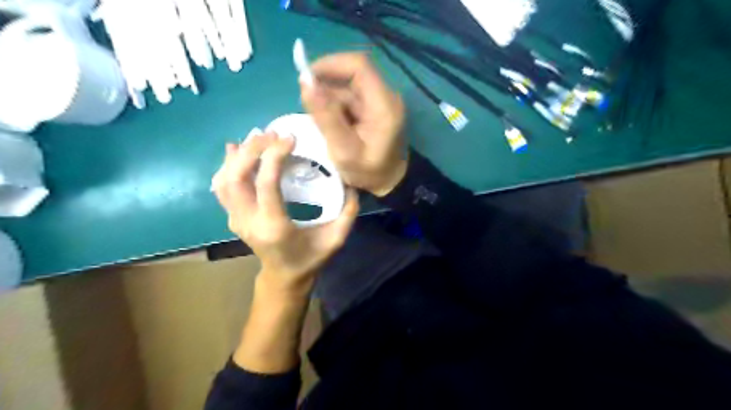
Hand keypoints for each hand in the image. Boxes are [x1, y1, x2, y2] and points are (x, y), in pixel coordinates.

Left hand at [211, 133, 358, 296]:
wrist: (284, 277)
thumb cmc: (310, 258)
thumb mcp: (336, 238)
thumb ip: (348, 212)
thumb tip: (352, 183)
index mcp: (274, 226)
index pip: (266, 184)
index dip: (274, 156)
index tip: (289, 139)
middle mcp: (249, 221)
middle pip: (236, 178)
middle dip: (252, 150)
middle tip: (271, 133)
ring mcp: (236, 220)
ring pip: (224, 180)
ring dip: (238, 155)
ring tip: (256, 137)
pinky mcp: (233, 217)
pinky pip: (222, 188)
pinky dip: (226, 165)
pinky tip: (234, 149)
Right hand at [300, 52, 408, 195]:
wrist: (388, 183)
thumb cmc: (369, 172)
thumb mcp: (344, 150)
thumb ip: (325, 117)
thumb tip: (305, 82)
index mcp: (383, 105)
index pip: (359, 66)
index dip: (330, 64)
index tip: (307, 79)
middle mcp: (385, 96)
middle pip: (351, 75)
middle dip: (327, 87)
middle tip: (311, 110)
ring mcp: (380, 101)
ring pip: (347, 87)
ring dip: (329, 100)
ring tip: (323, 125)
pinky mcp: (373, 107)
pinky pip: (350, 98)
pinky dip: (336, 107)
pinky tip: (332, 126)